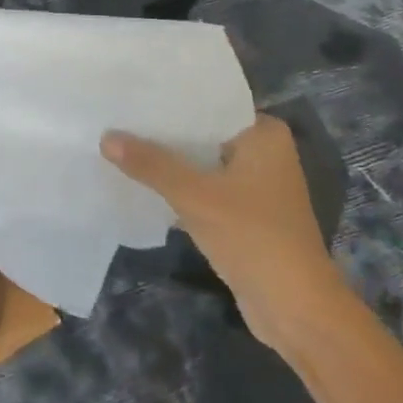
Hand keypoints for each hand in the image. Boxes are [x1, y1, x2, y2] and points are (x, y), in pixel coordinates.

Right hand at [102, 114, 346, 354]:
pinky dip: (178, 186)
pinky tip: (141, 181)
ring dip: (169, 161)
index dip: (170, 97)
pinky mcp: (245, 215)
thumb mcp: (195, 196)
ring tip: (120, 142)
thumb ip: (151, 164)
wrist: (296, 312)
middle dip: (164, 131)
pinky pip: (204, 188)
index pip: (210, 103)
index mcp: (264, 134)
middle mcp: (264, 153)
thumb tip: (105, 136)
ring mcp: (255, 186)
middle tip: (116, 115)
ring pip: (201, 162)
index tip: (132, 91)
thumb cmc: (254, 238)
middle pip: (203, 132)